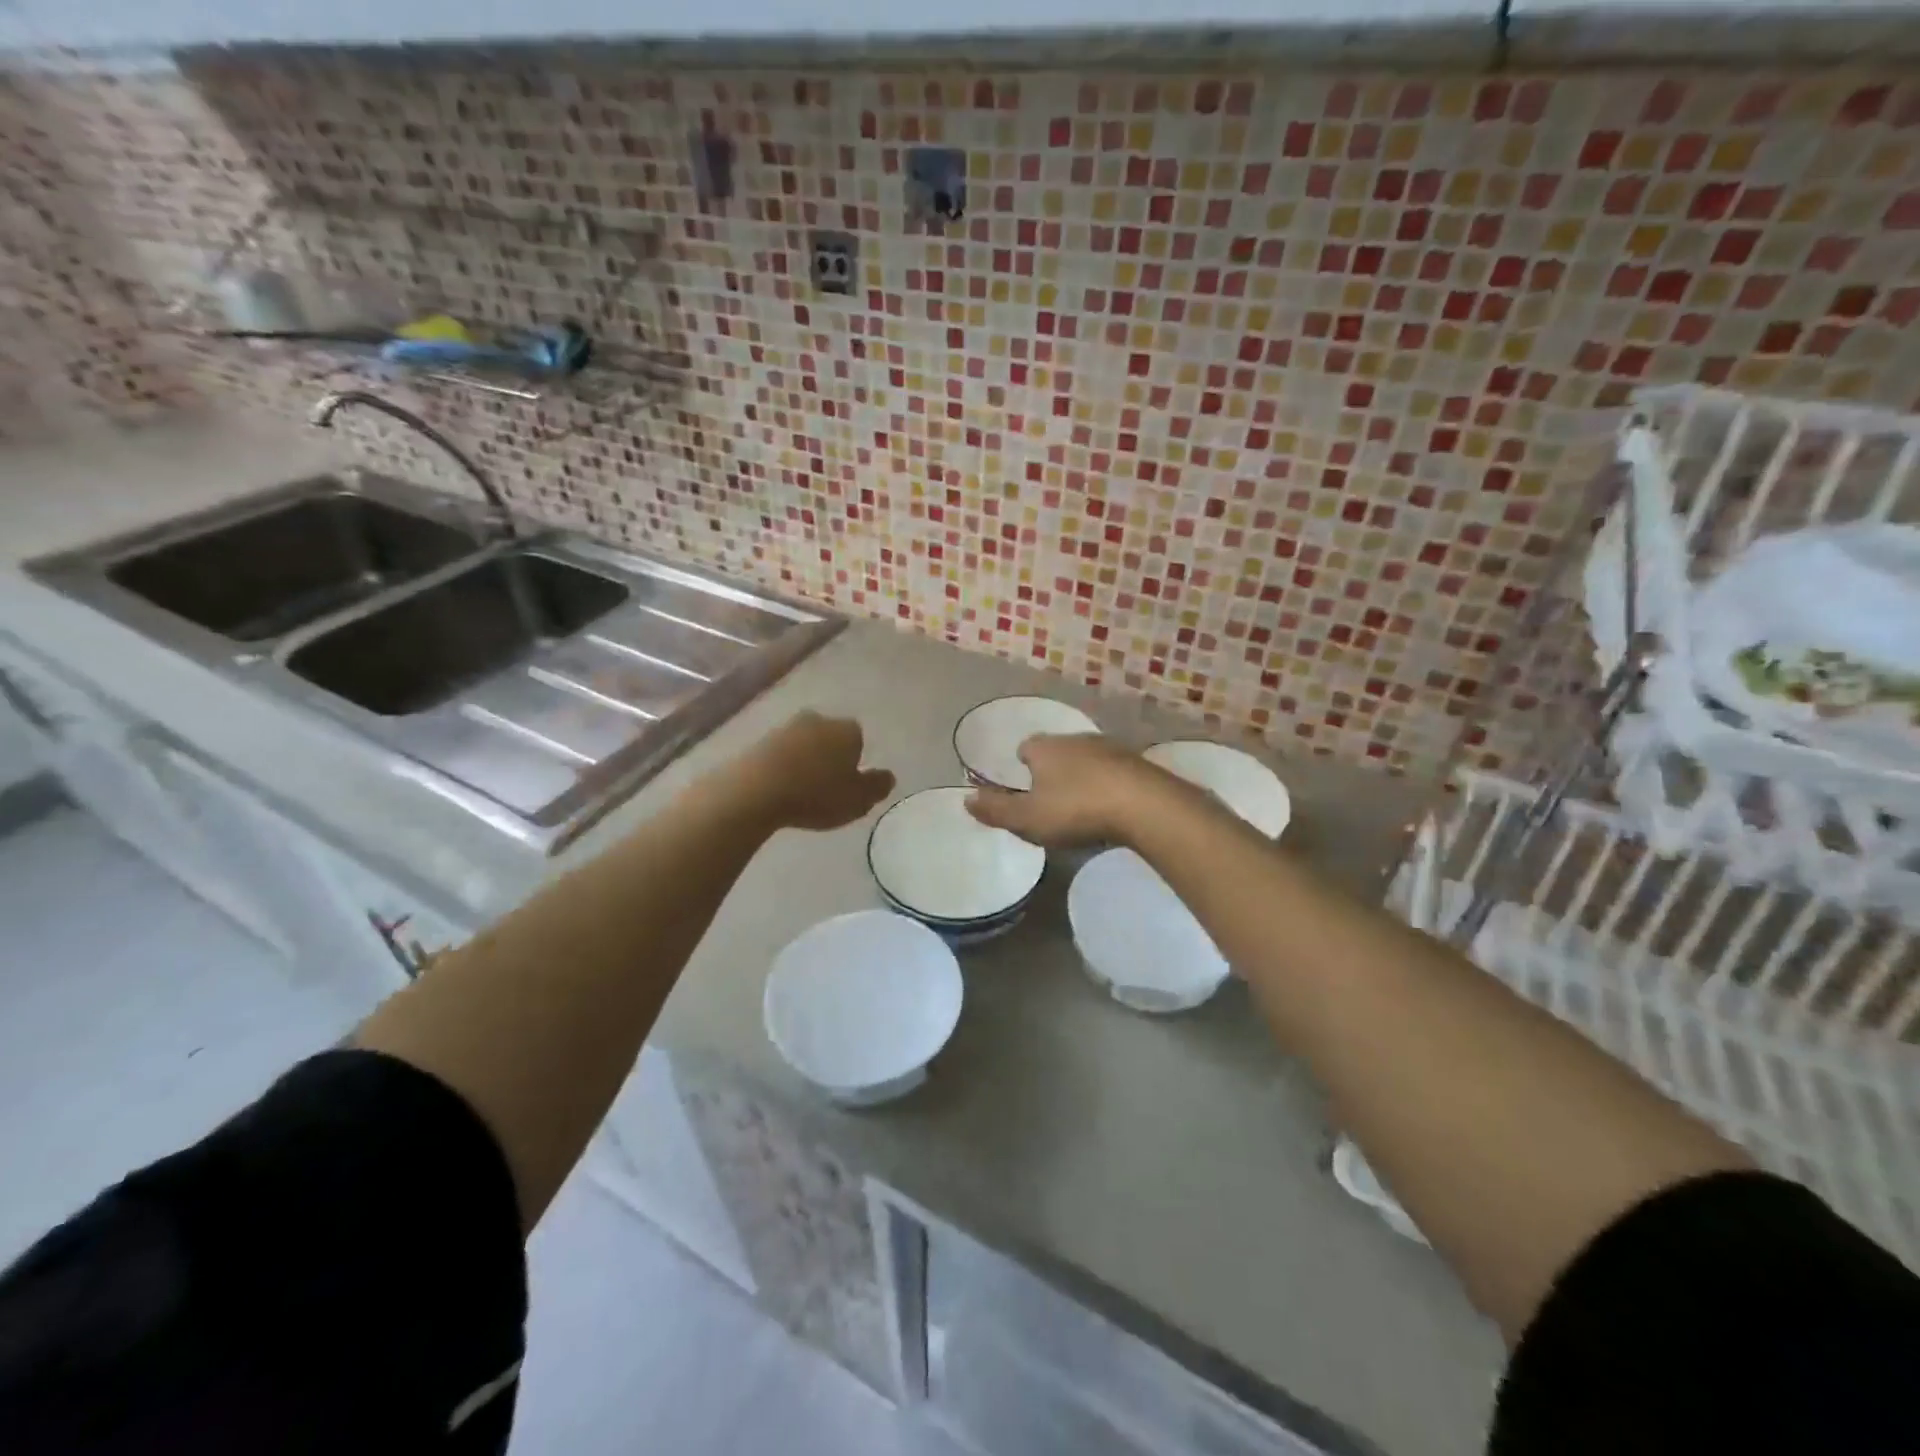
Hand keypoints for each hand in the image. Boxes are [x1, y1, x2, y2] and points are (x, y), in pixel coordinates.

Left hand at [741, 712, 894, 831]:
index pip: (859, 740)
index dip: (856, 762)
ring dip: (804, 762)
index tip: (848, 784)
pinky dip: (782, 768)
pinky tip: (778, 790)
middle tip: (826, 788)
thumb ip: (877, 787)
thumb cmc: (816, 794)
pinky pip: (779, 755)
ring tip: (800, 792)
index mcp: (848, 729)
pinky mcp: (759, 741)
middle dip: (830, 757)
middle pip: (830, 738)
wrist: (755, 790)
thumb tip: (888, 775)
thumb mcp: (857, 800)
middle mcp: (819, 720)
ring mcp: (785, 727)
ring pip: (804, 744)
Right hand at [965, 734, 1162, 847]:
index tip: (1024, 781)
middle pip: (1058, 749)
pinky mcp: (1138, 763)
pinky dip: (1109, 783)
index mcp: (1045, 748)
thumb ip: (996, 810)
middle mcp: (1076, 739)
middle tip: (1051, 795)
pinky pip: (1115, 770)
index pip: (1027, 746)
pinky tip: (1111, 805)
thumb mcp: (1028, 818)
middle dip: (1053, 767)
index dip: (1023, 762)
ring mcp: (1110, 748)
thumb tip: (965, 799)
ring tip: (1082, 802)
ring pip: (1088, 758)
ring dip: (1083, 774)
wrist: (1144, 805)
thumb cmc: (1076, 809)